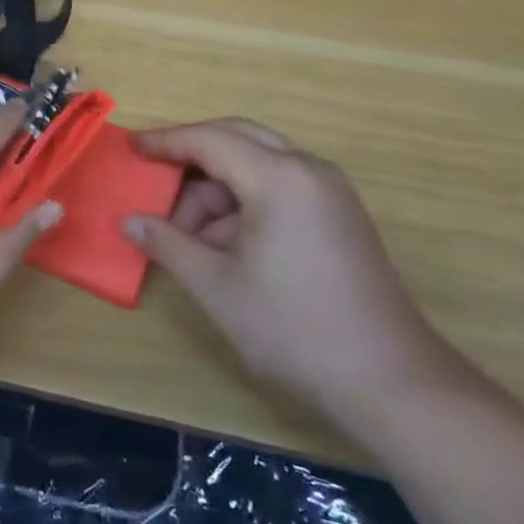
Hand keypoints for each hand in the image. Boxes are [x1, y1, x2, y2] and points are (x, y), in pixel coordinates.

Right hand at [124, 118, 456, 428]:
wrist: (393, 384)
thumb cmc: (295, 329)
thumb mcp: (218, 287)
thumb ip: (168, 245)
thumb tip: (130, 221)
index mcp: (279, 177)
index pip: (210, 140)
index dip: (166, 142)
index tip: (131, 148)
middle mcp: (309, 170)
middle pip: (238, 139)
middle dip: (192, 156)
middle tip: (155, 178)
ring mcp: (330, 192)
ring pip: (259, 165)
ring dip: (219, 190)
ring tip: (189, 237)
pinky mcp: (340, 216)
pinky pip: (281, 187)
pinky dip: (246, 204)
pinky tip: (226, 245)